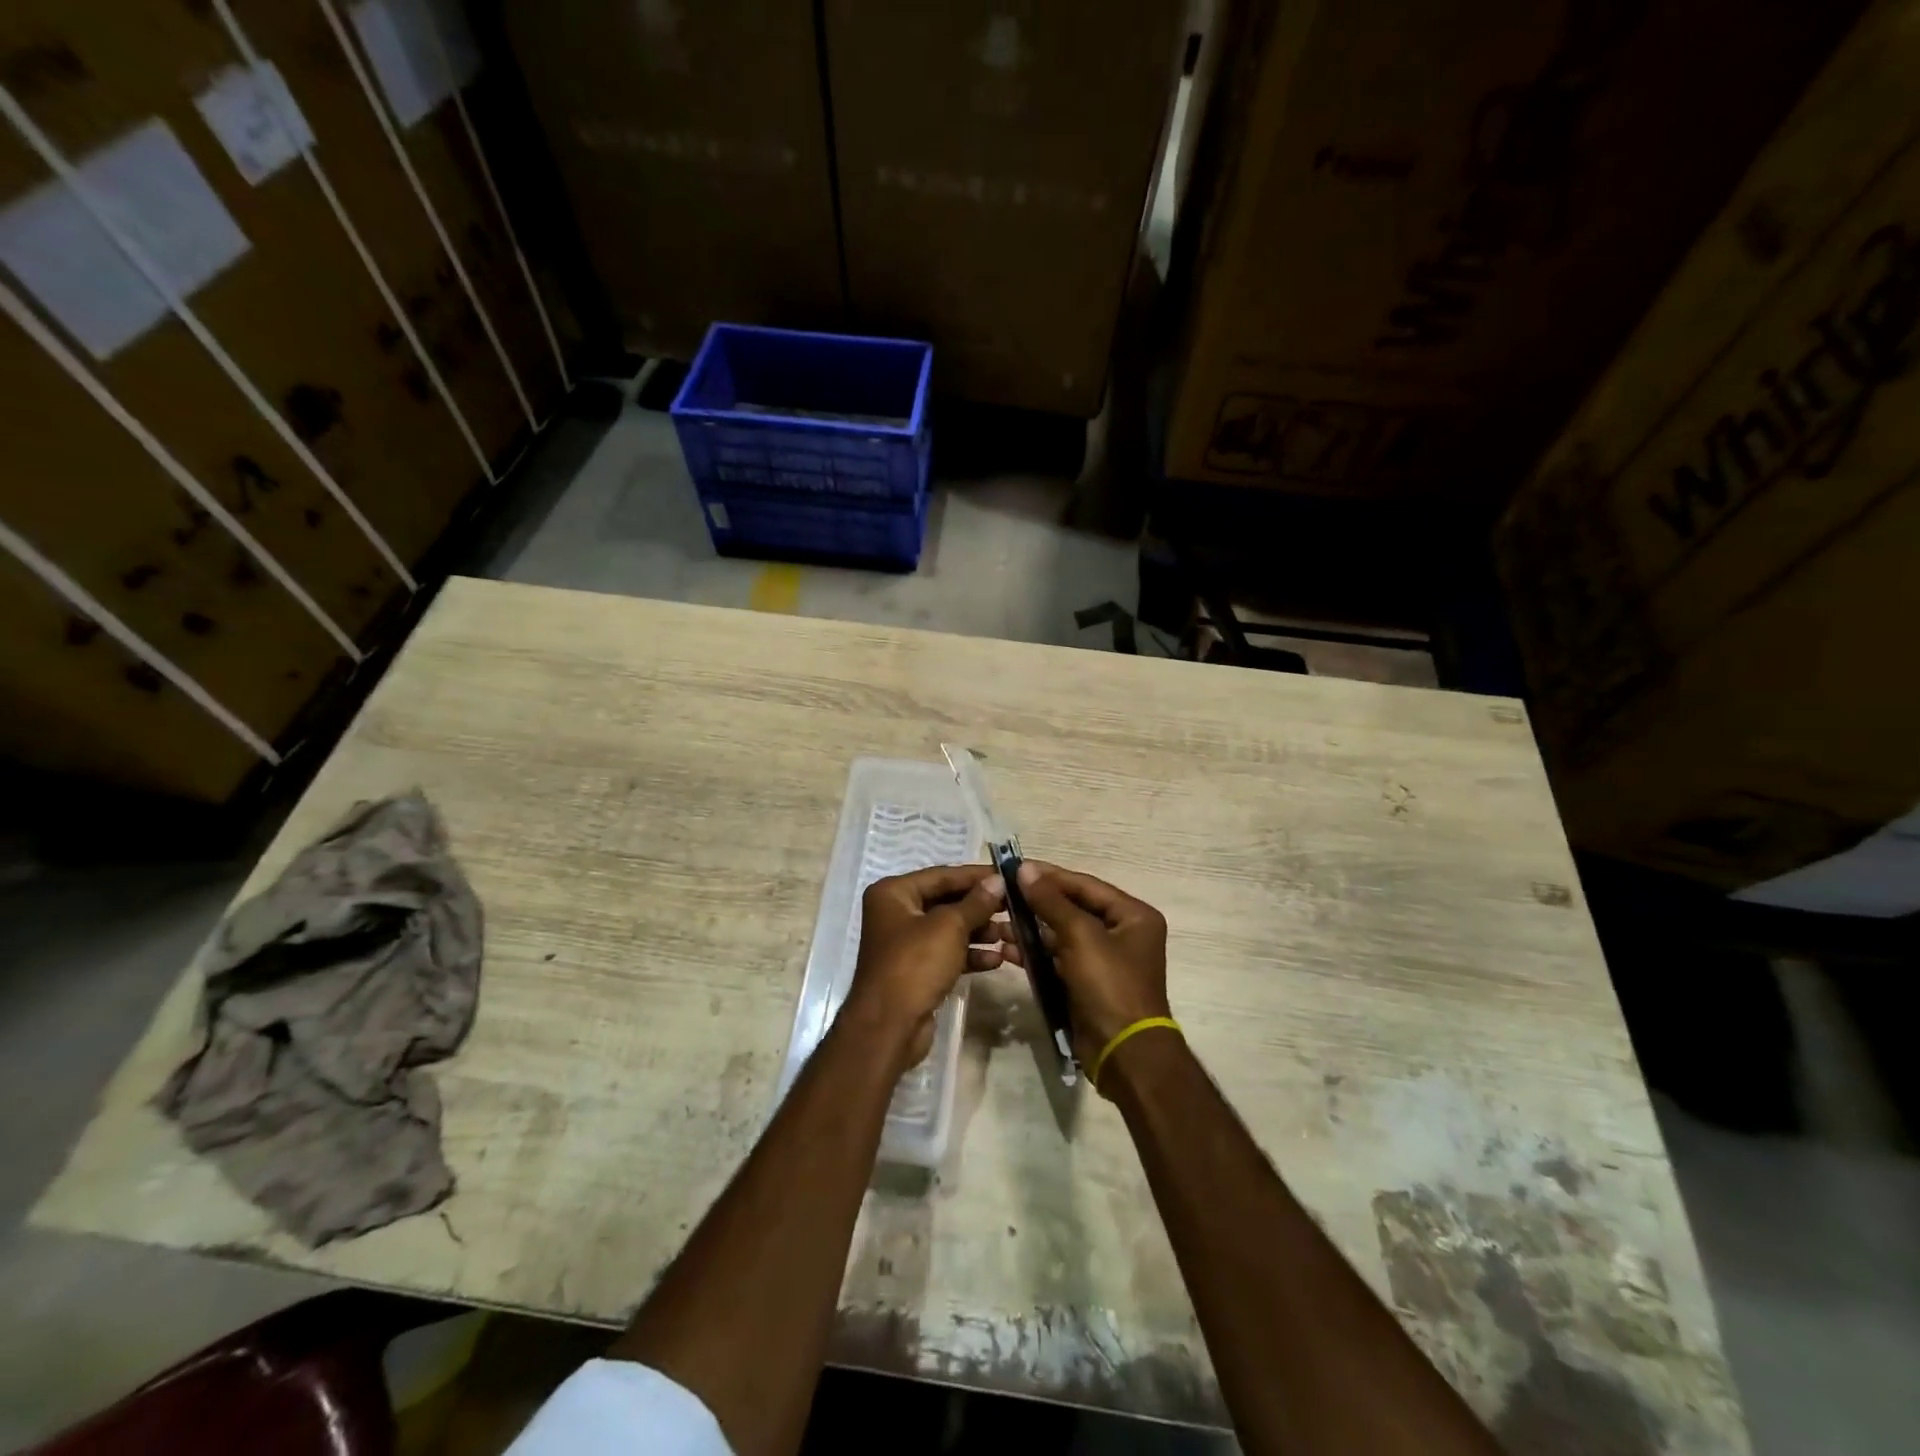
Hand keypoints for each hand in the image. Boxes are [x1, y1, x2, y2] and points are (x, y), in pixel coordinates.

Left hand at [844, 865, 1007, 1073]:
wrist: (888, 1027)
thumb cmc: (915, 964)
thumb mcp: (949, 927)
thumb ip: (976, 902)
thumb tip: (997, 881)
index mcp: (894, 893)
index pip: (942, 875)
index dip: (976, 876)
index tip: (1008, 876)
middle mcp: (896, 913)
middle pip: (946, 901)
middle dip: (980, 907)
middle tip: (1015, 907)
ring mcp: (905, 944)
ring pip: (949, 929)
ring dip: (979, 932)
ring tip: (1010, 935)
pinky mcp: (916, 971)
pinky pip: (947, 954)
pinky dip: (969, 955)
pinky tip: (996, 960)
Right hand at [1015, 861, 1170, 1089]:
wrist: (1124, 1053)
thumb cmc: (1110, 985)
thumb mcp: (1080, 936)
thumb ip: (1051, 901)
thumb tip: (1026, 869)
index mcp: (1133, 915)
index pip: (1085, 885)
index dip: (1050, 876)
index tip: (1015, 867)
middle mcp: (1122, 932)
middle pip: (1073, 908)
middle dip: (1037, 903)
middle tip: (1002, 894)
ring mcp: (1104, 959)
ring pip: (1062, 934)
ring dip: (1032, 929)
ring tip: (998, 923)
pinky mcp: (1087, 982)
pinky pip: (1058, 958)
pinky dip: (1036, 953)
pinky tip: (1007, 949)